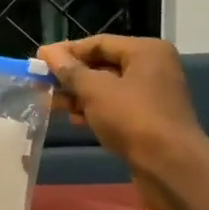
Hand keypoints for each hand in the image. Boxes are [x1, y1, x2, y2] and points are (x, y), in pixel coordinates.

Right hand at [36, 36, 208, 205]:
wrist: (170, 166)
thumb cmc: (133, 119)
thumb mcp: (96, 90)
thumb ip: (70, 70)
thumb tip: (47, 51)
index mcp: (146, 51)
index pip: (99, 43)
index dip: (67, 51)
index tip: (39, 61)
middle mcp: (152, 68)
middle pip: (103, 65)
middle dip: (71, 76)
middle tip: (41, 84)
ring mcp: (152, 96)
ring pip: (107, 89)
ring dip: (79, 95)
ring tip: (50, 104)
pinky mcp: (149, 121)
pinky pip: (116, 108)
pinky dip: (95, 111)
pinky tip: (75, 119)